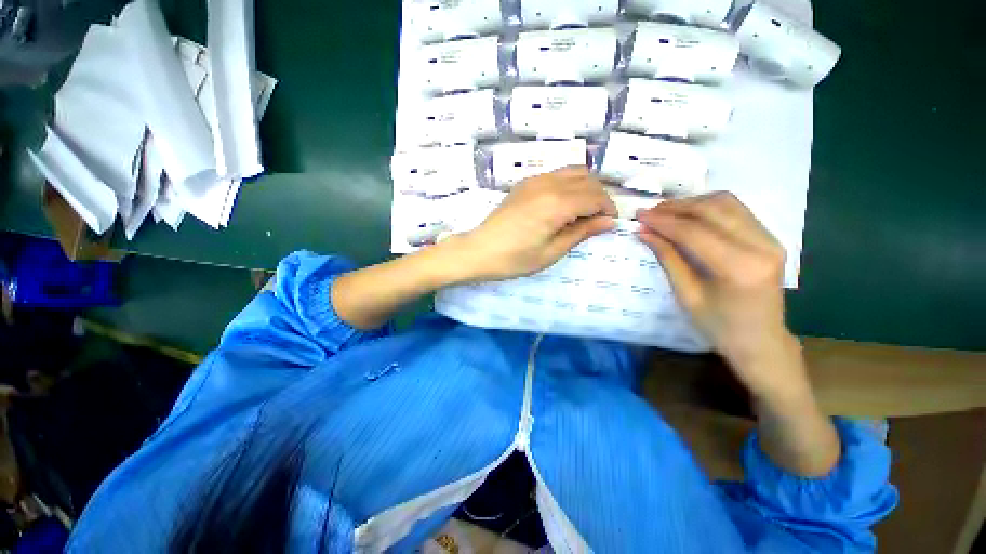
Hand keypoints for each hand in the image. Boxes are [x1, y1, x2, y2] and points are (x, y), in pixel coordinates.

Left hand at [454, 167, 616, 280]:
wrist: (480, 250)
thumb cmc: (515, 258)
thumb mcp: (552, 251)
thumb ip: (581, 232)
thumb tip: (608, 222)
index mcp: (557, 204)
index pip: (595, 196)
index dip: (607, 209)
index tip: (608, 224)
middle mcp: (548, 184)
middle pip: (587, 179)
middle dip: (599, 197)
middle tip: (596, 220)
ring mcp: (534, 180)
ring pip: (573, 171)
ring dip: (585, 188)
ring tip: (581, 212)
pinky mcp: (525, 183)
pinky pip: (556, 174)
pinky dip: (568, 184)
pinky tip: (562, 205)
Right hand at [636, 193, 798, 397]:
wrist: (761, 341)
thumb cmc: (719, 326)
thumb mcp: (686, 295)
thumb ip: (667, 258)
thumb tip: (644, 232)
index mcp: (739, 268)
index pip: (695, 232)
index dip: (663, 221)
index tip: (640, 216)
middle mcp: (761, 246)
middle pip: (713, 210)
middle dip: (676, 208)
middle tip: (649, 212)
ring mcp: (771, 239)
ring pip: (727, 203)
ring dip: (692, 203)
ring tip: (665, 212)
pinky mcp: (770, 237)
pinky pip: (736, 210)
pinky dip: (708, 207)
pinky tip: (689, 215)